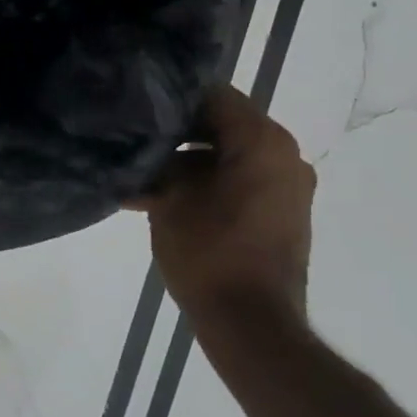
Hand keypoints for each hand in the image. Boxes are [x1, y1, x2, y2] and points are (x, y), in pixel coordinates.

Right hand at [138, 85, 314, 323]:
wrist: (250, 321)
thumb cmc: (209, 252)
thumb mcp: (169, 200)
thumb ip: (159, 163)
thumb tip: (144, 149)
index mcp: (263, 142)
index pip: (215, 95)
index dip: (171, 98)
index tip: (135, 106)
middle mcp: (284, 156)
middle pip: (222, 125)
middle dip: (175, 133)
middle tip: (130, 140)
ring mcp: (286, 187)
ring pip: (226, 155)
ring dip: (185, 163)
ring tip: (139, 178)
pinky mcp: (280, 213)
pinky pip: (238, 181)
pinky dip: (204, 184)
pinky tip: (161, 199)